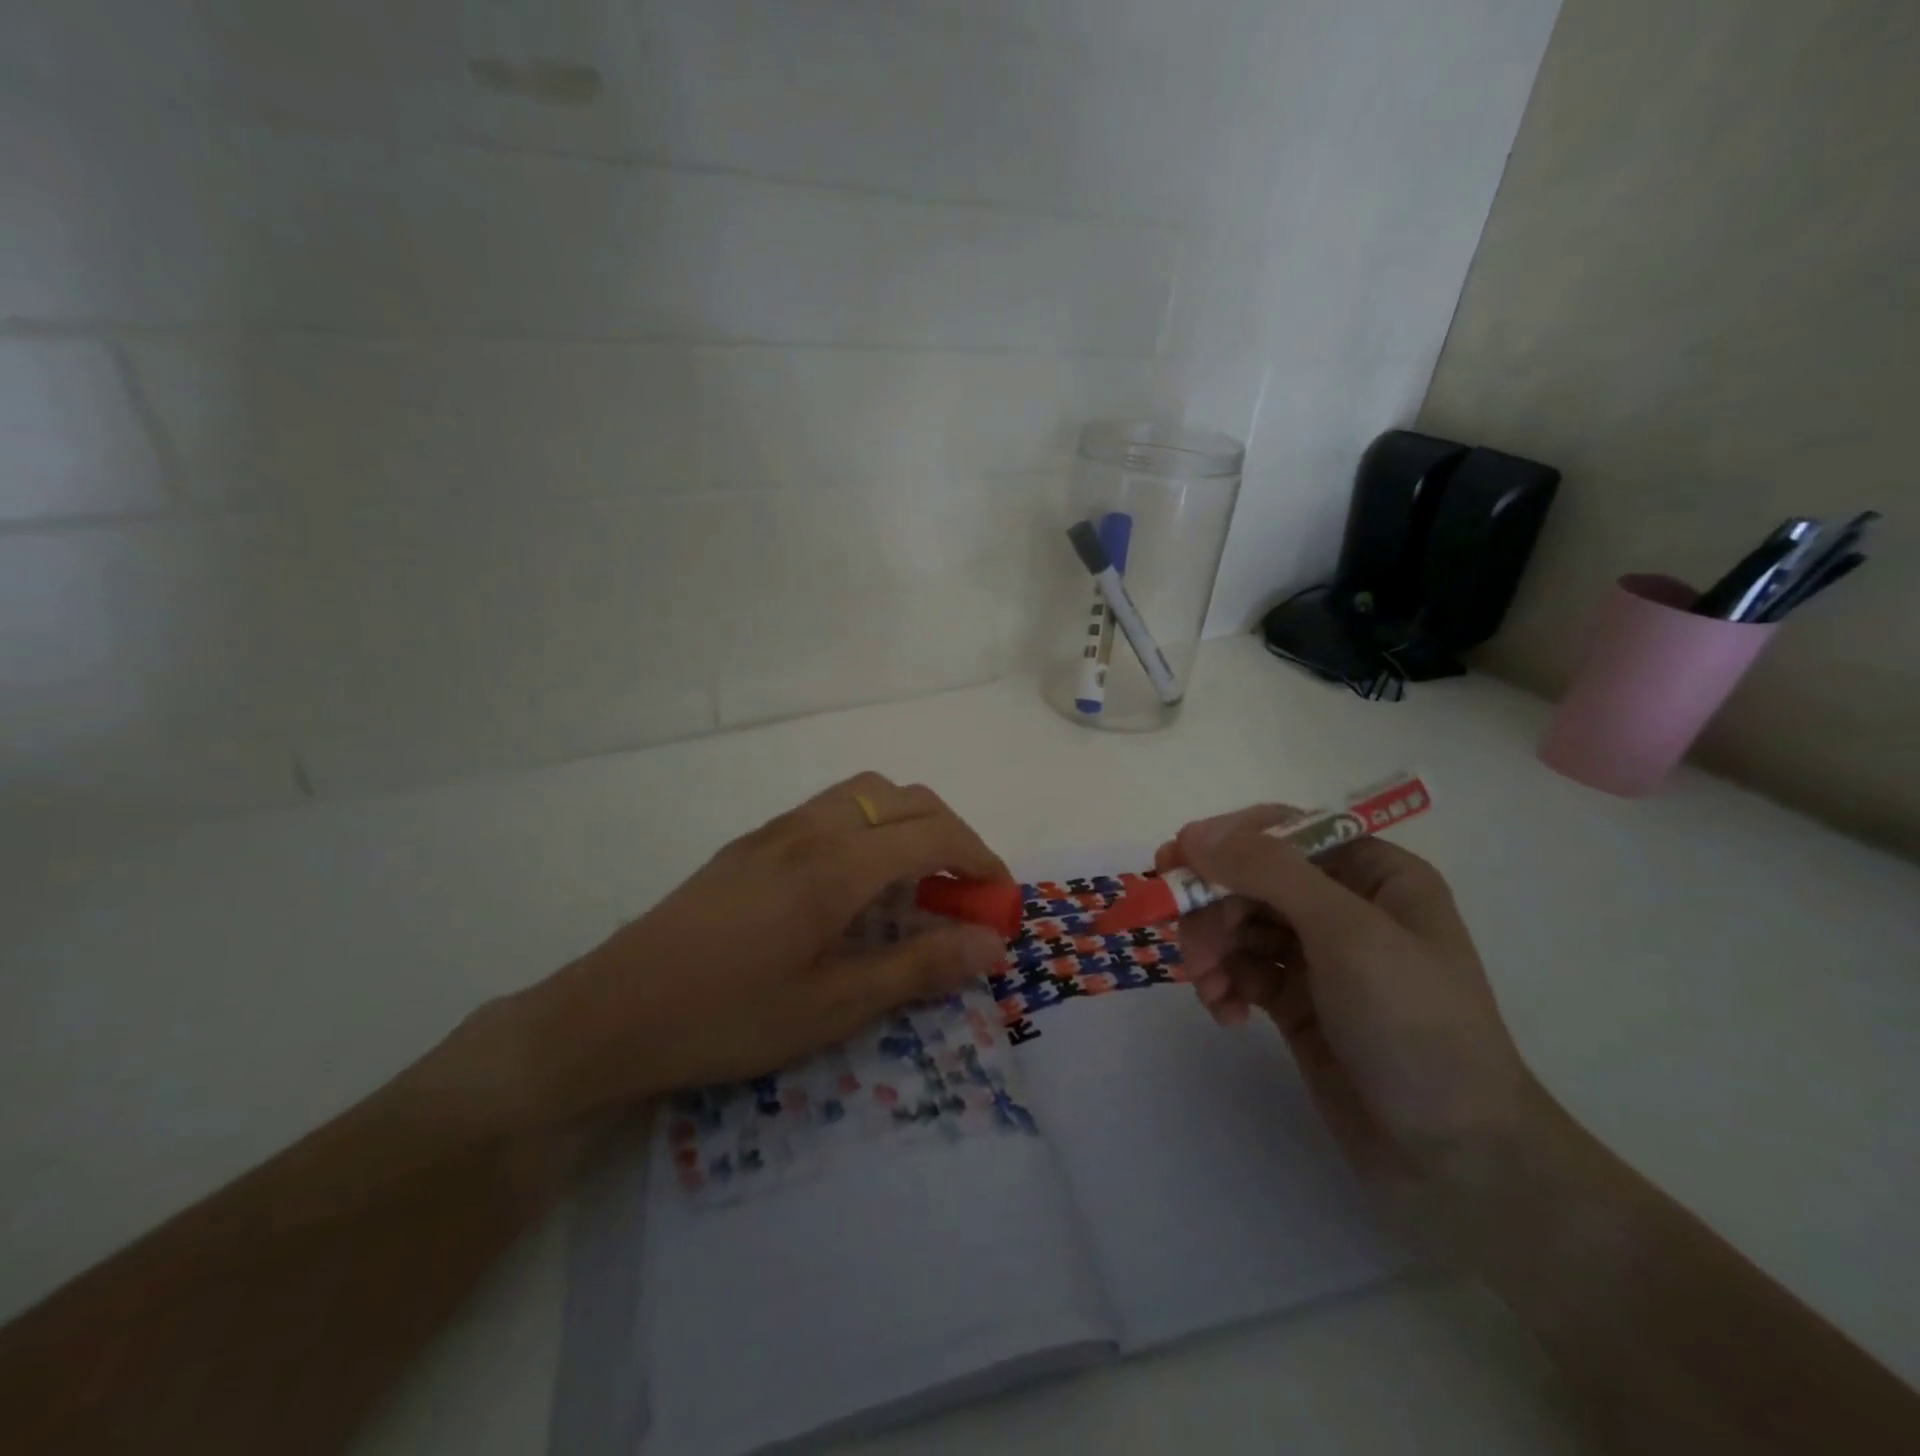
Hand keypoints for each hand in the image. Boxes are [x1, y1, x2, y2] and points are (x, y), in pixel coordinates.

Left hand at [505, 773, 1011, 1124]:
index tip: (998, 900)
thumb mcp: (832, 1006)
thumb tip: (991, 943)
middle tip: (962, 893)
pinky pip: (830, 808)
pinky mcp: (751, 842)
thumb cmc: (728, 1017)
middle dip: (951, 835)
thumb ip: (918, 967)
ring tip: (913, 882)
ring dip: (907, 821)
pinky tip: (854, 882)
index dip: (979, 859)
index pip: (934, 833)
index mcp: (836, 865)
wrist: (611, 1014)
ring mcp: (776, 829)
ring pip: (866, 792)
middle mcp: (811, 829)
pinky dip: (868, 826)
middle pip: (906, 797)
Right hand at [1158, 807, 1541, 1196]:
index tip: (1176, 861)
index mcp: (1373, 873)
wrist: (1454, 1158)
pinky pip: (1241, 970)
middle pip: (1251, 879)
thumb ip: (1270, 873)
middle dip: (1214, 909)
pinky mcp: (1296, 1000)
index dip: (1227, 841)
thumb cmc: (1414, 1025)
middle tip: (1192, 948)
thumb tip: (1194, 834)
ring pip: (1238, 924)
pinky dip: (1224, 984)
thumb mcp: (1347, 934)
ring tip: (1209, 987)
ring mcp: (1318, 955)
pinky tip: (1226, 1013)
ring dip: (1212, 949)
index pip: (1284, 831)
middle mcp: (1344, 905)